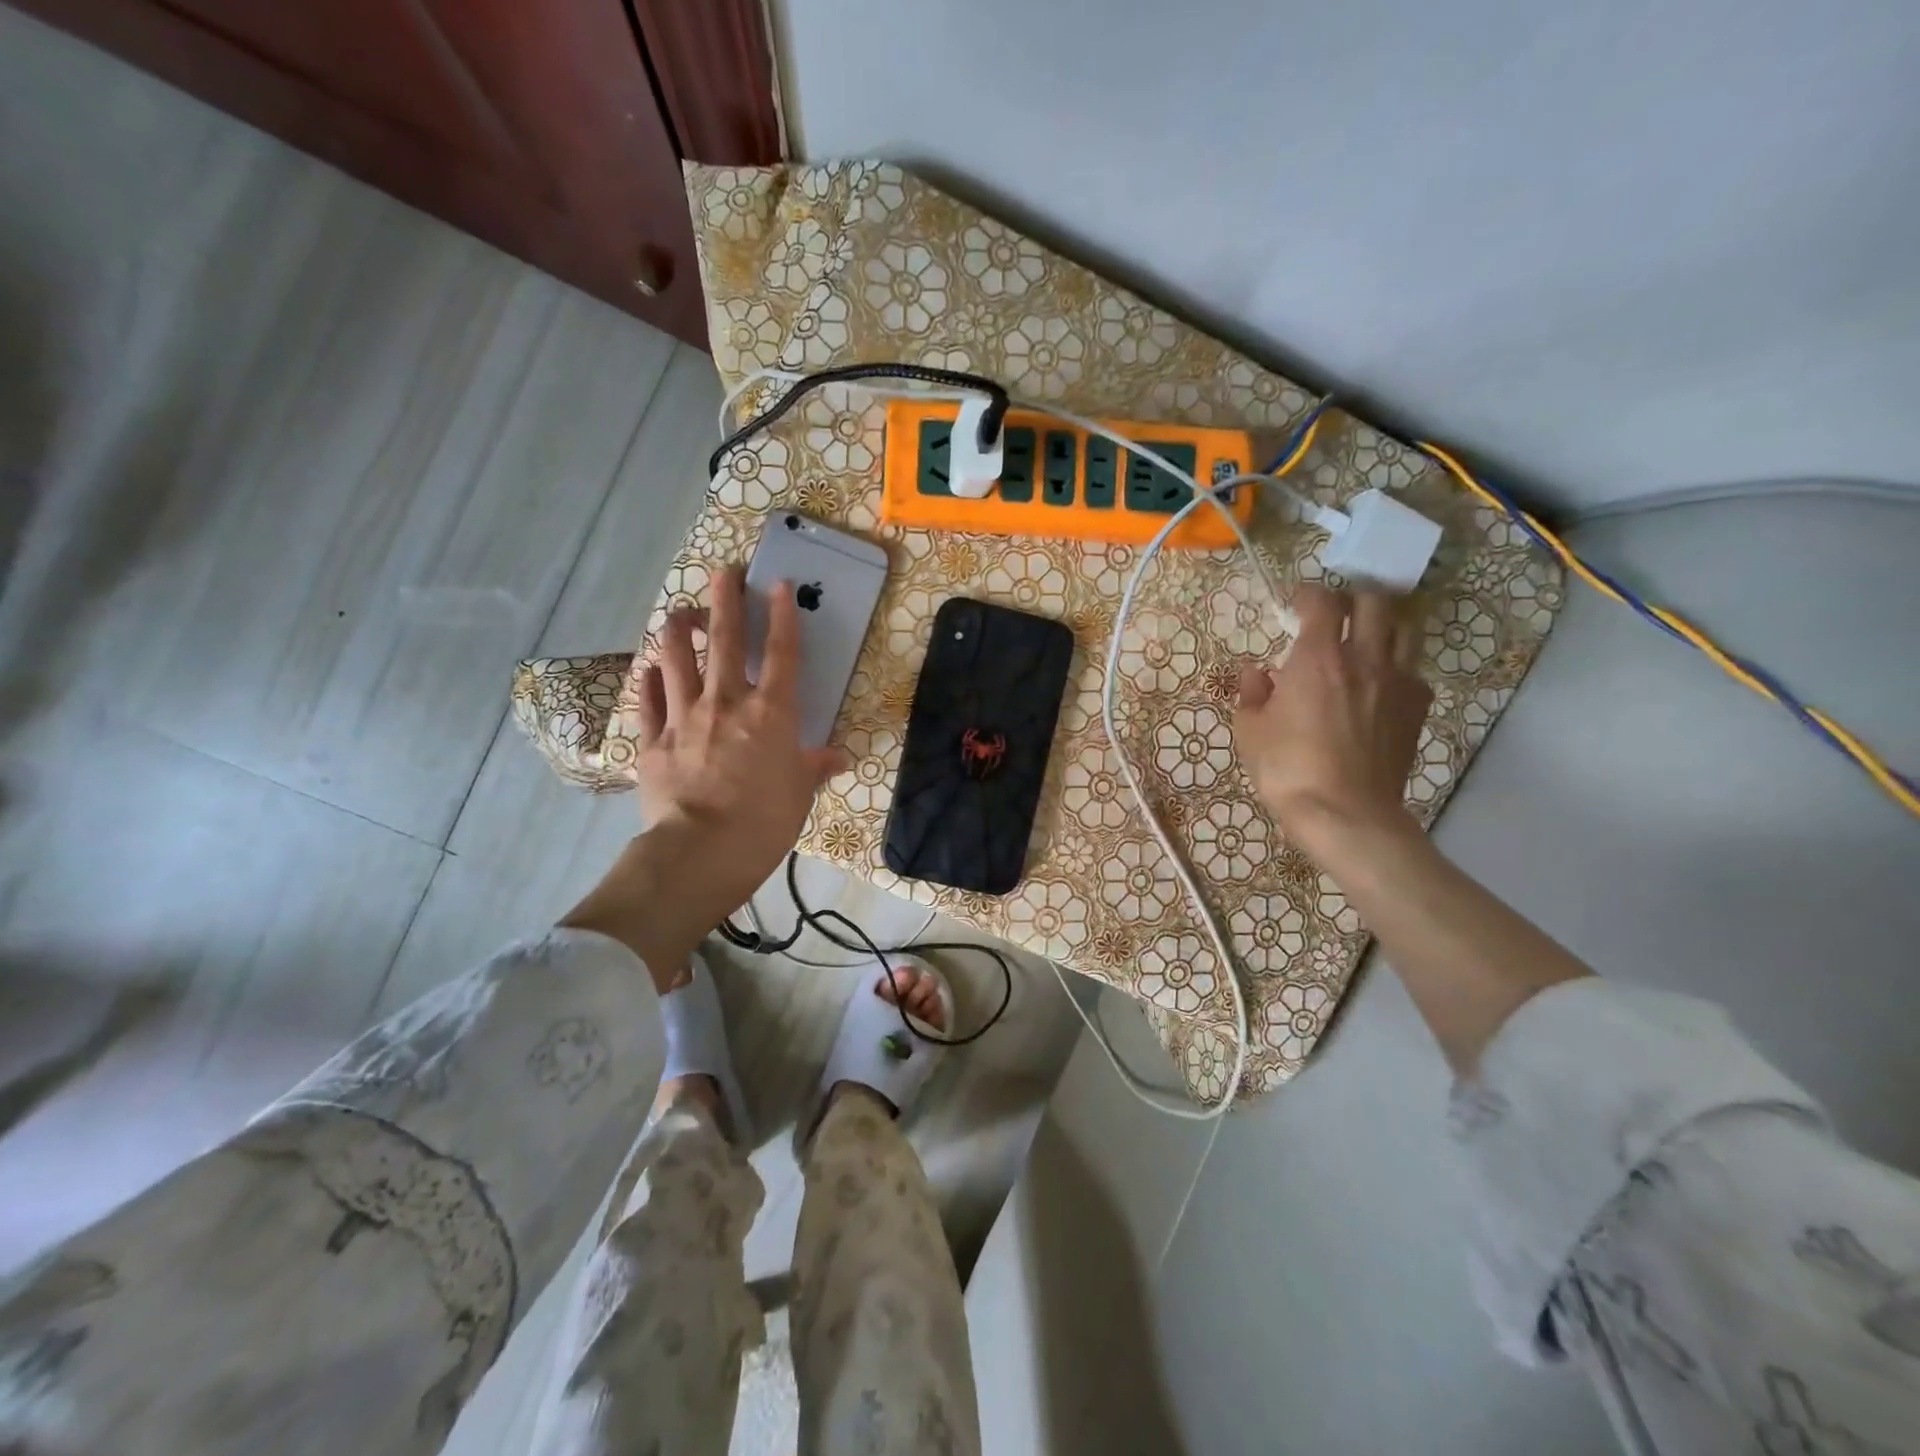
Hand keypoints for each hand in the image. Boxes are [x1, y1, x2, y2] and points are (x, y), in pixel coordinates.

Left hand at [562, 565, 848, 985]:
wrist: (702, 852)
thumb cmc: (765, 822)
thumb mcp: (800, 794)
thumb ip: (815, 767)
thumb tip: (837, 757)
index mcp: (771, 713)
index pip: (782, 653)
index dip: (782, 616)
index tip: (777, 585)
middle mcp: (727, 703)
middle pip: (725, 640)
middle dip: (725, 600)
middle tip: (723, 572)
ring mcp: (684, 718)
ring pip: (676, 658)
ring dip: (678, 630)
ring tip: (682, 616)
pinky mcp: (652, 741)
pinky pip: (648, 701)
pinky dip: (650, 681)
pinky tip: (651, 671)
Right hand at [1233, 585, 1431, 854]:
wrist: (1345, 813)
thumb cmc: (1287, 769)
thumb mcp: (1250, 731)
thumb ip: (1252, 694)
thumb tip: (1256, 674)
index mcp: (1318, 657)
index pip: (1322, 602)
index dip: (1308, 594)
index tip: (1295, 602)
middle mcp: (1364, 658)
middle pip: (1375, 602)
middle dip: (1353, 601)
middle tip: (1334, 616)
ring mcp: (1397, 682)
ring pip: (1405, 630)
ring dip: (1383, 626)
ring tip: (1365, 641)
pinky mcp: (1416, 709)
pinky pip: (1413, 672)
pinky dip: (1397, 667)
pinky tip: (1379, 686)